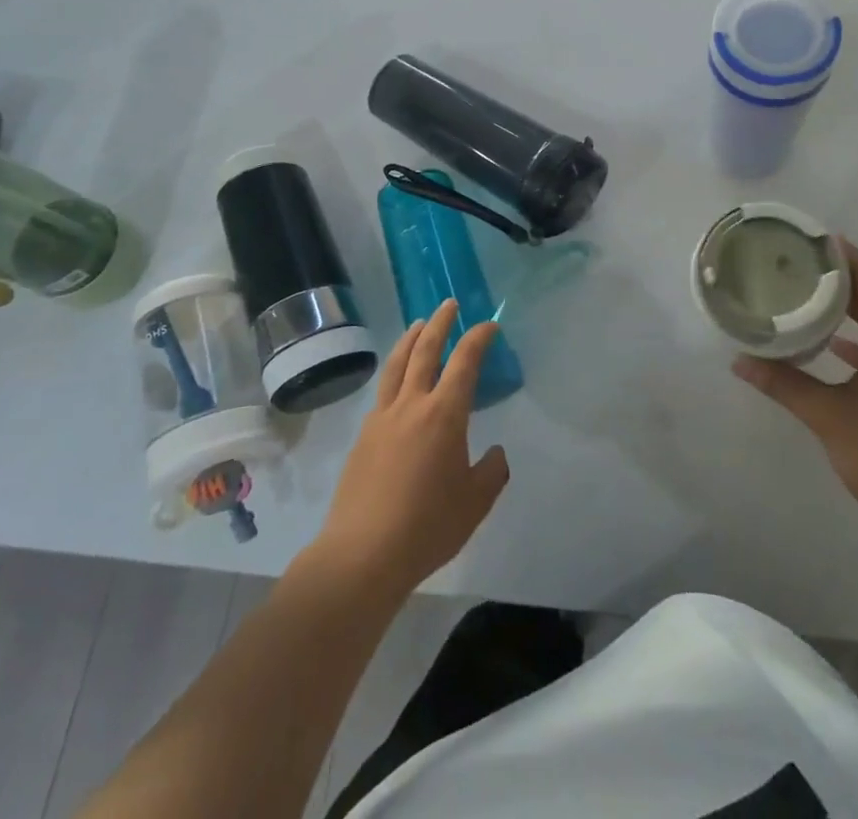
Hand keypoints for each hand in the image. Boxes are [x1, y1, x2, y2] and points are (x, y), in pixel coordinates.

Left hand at [311, 300, 510, 597]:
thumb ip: (491, 471)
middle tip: (450, 303)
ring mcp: (383, 418)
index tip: (489, 325)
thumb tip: (494, 452)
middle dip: (441, 323)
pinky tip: (397, 379)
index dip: (478, 338)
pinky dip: (394, 371)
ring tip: (419, 324)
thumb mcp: (475, 502)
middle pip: (426, 350)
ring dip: (411, 338)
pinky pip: (383, 390)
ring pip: (397, 364)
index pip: (464, 361)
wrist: (363, 553)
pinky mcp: (363, 436)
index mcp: (444, 414)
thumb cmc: (427, 526)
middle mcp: (412, 405)